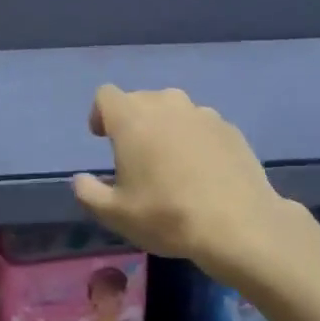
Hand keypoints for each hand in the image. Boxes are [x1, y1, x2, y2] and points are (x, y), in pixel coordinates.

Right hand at [71, 85, 292, 266]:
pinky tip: (202, 172)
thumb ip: (89, 192)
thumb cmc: (167, 216)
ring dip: (165, 128)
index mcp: (132, 118)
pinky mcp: (229, 128)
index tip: (103, 139)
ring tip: (171, 163)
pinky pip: (201, 125)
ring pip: (174, 110)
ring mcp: (202, 114)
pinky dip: (194, 139)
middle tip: (136, 157)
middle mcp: (166, 104)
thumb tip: (81, 180)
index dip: (100, 114)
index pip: (106, 95)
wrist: (239, 225)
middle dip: (133, 121)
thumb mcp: (115, 214)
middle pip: (140, 99)